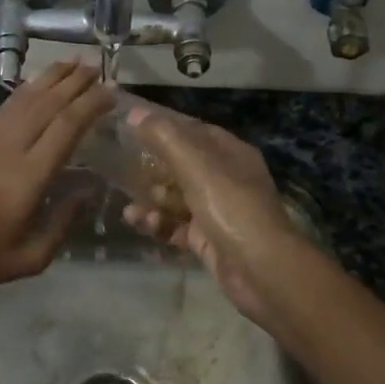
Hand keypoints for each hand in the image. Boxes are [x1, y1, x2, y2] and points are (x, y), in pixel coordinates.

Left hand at [0, 60, 113, 303]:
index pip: (66, 127)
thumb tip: (87, 191)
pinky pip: (5, 107)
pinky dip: (25, 90)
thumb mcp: (32, 257)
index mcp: (28, 176)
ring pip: (24, 99)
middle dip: (74, 82)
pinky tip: (36, 84)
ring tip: (73, 63)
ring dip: (50, 78)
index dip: (90, 104)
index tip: (112, 91)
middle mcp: (10, 148)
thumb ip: (63, 223)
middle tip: (98, 67)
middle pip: (47, 104)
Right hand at [120, 102, 313, 324]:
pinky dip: (159, 224)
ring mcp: (218, 211)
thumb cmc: (231, 207)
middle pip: (183, 165)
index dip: (165, 127)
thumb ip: (164, 137)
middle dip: (153, 168)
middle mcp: (226, 179)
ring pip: (177, 198)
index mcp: (231, 153)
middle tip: (122, 170)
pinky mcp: (208, 240)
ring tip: (130, 208)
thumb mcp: (196, 165)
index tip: (131, 128)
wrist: (262, 270)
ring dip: (152, 200)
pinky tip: (140, 223)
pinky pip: (177, 226)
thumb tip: (134, 113)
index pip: (194, 131)